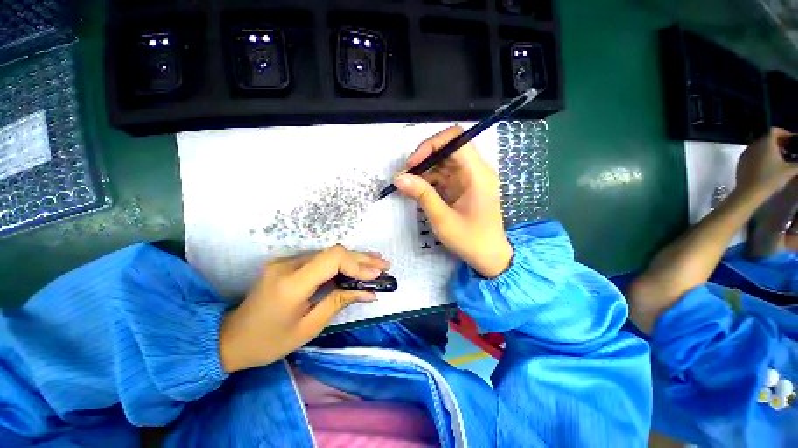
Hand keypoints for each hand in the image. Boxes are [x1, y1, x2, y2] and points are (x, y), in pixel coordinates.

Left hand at [219, 245, 389, 372]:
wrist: (231, 338)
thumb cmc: (269, 342)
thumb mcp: (309, 327)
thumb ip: (339, 302)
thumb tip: (369, 292)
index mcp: (292, 283)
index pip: (332, 259)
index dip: (357, 264)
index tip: (375, 275)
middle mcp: (288, 265)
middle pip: (334, 252)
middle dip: (362, 259)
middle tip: (385, 265)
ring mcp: (286, 261)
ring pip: (329, 253)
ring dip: (355, 258)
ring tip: (377, 262)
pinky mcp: (288, 263)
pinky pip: (320, 259)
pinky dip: (341, 263)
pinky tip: (356, 264)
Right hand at [394, 125, 511, 277]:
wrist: (489, 257)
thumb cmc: (471, 240)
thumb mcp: (443, 219)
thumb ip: (422, 195)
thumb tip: (398, 177)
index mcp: (477, 174)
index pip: (456, 139)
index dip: (432, 145)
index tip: (413, 163)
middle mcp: (475, 171)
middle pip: (448, 149)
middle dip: (424, 158)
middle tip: (405, 175)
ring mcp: (469, 179)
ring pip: (443, 162)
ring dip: (423, 170)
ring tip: (406, 184)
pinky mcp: (463, 187)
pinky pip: (443, 176)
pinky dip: (428, 181)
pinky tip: (416, 190)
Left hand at [737, 127, 797, 195]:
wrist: (749, 191)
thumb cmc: (770, 178)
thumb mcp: (789, 170)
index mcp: (765, 142)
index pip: (774, 130)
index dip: (783, 133)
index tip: (791, 140)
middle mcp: (754, 144)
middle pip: (766, 137)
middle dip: (778, 141)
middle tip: (787, 149)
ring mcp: (745, 152)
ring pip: (759, 145)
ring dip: (769, 148)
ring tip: (779, 157)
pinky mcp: (740, 161)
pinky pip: (752, 153)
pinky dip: (761, 155)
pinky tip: (767, 164)